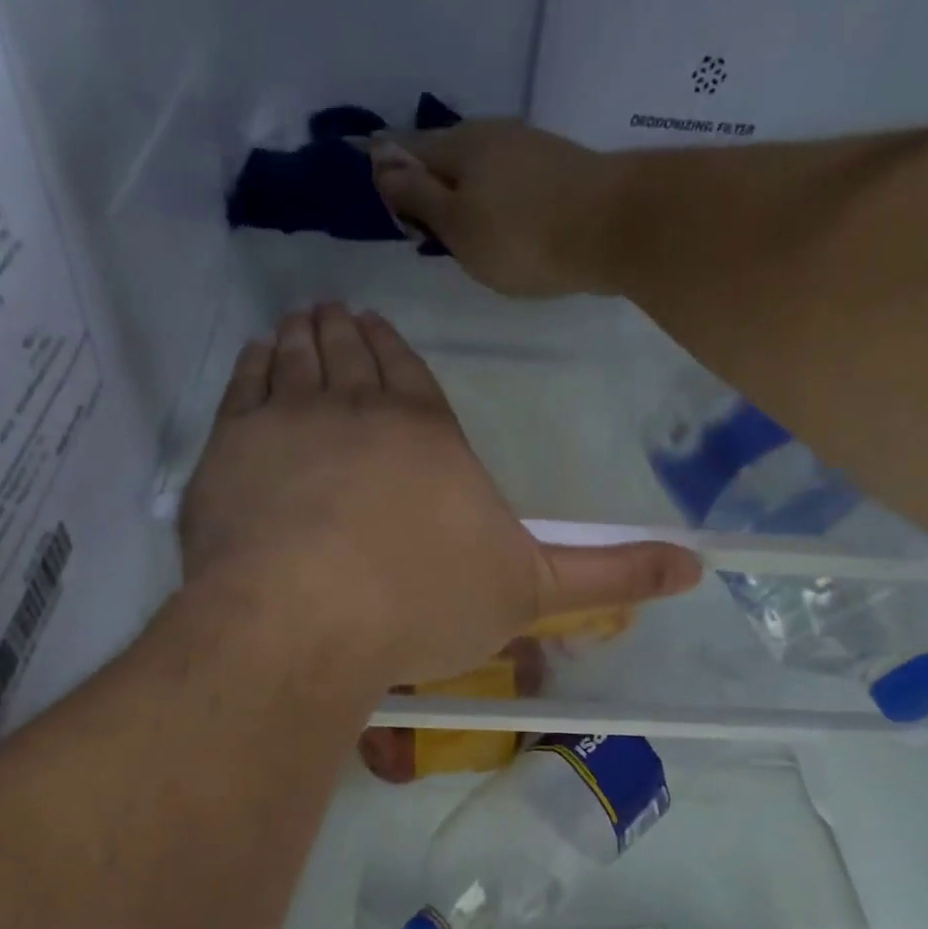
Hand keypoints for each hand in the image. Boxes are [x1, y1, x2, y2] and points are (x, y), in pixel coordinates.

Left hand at [180, 305, 700, 687]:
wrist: (306, 618)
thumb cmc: (422, 603)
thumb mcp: (529, 593)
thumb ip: (607, 574)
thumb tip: (698, 565)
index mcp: (427, 433)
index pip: (411, 375)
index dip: (396, 351)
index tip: (380, 330)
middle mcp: (358, 409)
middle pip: (353, 355)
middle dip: (347, 332)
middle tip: (336, 310)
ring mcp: (288, 422)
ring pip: (298, 357)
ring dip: (302, 334)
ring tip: (302, 318)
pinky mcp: (230, 450)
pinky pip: (244, 385)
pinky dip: (253, 364)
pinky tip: (257, 355)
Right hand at [369, 122, 627, 298]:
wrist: (612, 227)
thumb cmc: (521, 236)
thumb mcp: (457, 225)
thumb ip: (418, 196)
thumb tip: (379, 163)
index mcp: (459, 145)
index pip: (406, 149)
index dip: (388, 172)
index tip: (379, 200)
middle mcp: (492, 134)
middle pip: (445, 157)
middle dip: (427, 184)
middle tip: (419, 227)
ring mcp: (530, 148)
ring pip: (479, 169)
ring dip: (462, 195)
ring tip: (458, 233)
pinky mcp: (558, 169)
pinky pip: (508, 182)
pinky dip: (493, 201)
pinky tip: (498, 226)